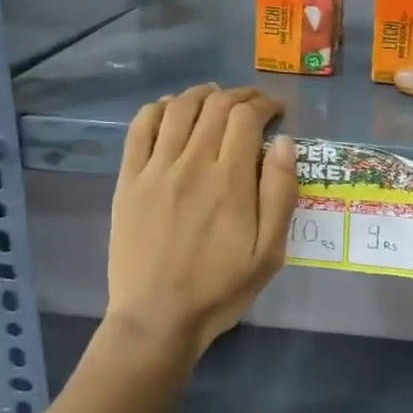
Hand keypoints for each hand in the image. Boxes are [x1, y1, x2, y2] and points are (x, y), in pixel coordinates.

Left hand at [106, 85, 299, 356]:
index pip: (246, 117)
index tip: (277, 110)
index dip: (265, 104)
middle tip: (253, 103)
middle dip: (239, 95)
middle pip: (215, 106)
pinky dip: (158, 108)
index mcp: (230, 181)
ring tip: (216, 97)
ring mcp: (155, 169)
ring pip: (178, 108)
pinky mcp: (129, 180)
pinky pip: (140, 128)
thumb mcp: (269, 252)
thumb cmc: (221, 288)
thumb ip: (280, 193)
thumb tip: (284, 142)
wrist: (157, 317)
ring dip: (201, 94)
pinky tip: (171, 109)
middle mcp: (192, 164)